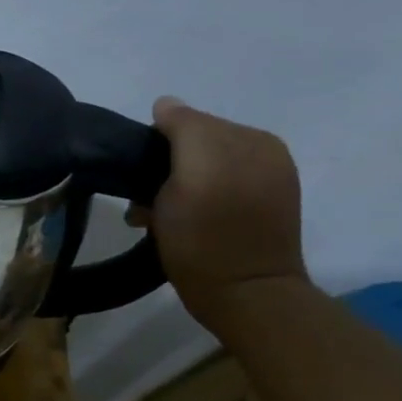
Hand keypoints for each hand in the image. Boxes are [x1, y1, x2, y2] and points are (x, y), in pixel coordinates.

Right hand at [134, 97, 308, 327]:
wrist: (243, 297)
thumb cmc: (207, 236)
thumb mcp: (191, 173)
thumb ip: (184, 128)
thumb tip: (165, 104)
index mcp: (252, 139)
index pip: (189, 122)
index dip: (156, 146)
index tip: (138, 178)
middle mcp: (263, 155)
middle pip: (193, 146)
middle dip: (163, 167)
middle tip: (143, 201)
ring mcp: (263, 184)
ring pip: (198, 169)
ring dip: (171, 188)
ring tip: (155, 217)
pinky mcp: (256, 212)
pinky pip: (213, 190)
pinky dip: (190, 201)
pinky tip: (178, 223)